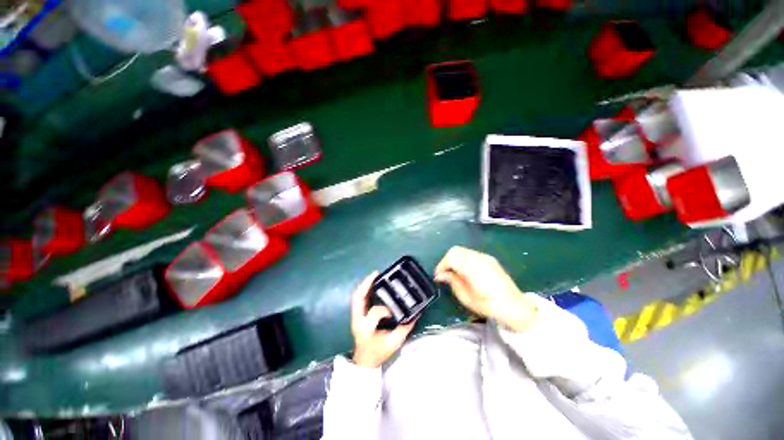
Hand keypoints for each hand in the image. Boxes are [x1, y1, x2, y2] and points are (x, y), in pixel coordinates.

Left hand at [351, 272, 415, 367]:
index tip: (394, 310)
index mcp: (366, 328)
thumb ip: (404, 329)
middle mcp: (357, 320)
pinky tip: (372, 284)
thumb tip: (416, 314)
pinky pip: (359, 299)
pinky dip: (365, 289)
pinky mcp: (356, 314)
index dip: (384, 309)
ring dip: (365, 285)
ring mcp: (355, 316)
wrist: (364, 362)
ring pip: (356, 296)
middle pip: (357, 298)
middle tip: (377, 274)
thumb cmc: (378, 353)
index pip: (373, 312)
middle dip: (366, 284)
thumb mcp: (393, 343)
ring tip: (375, 275)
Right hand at [434, 246, 536, 331]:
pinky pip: (471, 254)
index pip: (451, 257)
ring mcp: (485, 257)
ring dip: (455, 260)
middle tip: (445, 274)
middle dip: (447, 261)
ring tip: (454, 274)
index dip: (442, 265)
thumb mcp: (466, 297)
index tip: (438, 276)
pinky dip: (463, 260)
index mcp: (473, 268)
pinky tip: (465, 272)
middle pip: (456, 250)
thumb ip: (452, 282)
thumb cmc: (489, 305)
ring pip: (463, 251)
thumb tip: (441, 275)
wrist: (515, 307)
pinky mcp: (490, 259)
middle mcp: (479, 258)